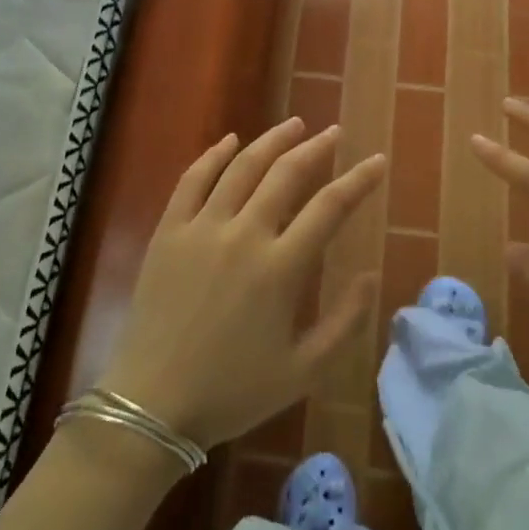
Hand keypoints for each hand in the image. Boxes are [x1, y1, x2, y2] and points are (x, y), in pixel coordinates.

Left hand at [96, 118, 383, 448]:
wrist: (152, 404)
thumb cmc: (232, 392)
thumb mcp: (303, 371)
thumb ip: (344, 322)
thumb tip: (371, 275)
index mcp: (281, 268)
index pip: (330, 207)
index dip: (358, 181)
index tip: (377, 161)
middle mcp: (244, 235)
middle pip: (287, 174)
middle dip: (316, 148)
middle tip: (334, 132)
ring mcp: (202, 228)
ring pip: (242, 167)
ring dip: (272, 141)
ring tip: (294, 125)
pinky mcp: (169, 231)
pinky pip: (193, 179)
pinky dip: (214, 155)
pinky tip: (230, 140)